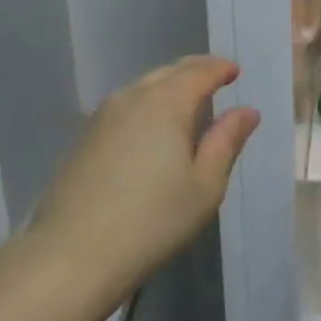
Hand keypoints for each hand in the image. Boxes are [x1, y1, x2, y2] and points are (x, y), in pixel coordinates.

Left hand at [33, 56, 260, 304]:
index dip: (220, 68)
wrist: (74, 252)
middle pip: (168, 73)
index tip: (235, 71)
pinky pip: (124, 107)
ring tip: (187, 101)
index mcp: (166, 103)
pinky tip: (151, 127)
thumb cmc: (153, 221)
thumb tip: (246, 110)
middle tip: (215, 77)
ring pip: (142, 87)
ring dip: (168, 86)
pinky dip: (146, 104)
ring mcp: (102, 116)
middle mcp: (132, 98)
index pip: (199, 72)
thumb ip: (226, 142)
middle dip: (194, 71)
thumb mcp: (205, 186)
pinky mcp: (85, 137)